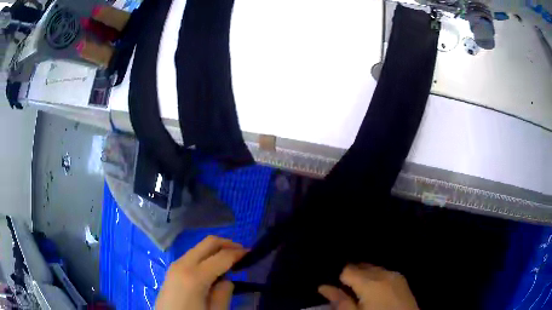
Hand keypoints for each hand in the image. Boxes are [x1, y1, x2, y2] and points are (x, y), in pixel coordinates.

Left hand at [155, 236, 246, 309]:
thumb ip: (224, 293)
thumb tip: (226, 280)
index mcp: (195, 276)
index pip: (221, 256)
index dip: (238, 253)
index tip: (252, 253)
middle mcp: (183, 264)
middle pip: (208, 243)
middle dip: (227, 244)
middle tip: (242, 252)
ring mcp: (175, 266)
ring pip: (199, 248)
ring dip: (215, 250)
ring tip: (229, 261)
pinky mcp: (172, 270)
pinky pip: (191, 256)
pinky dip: (205, 256)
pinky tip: (212, 269)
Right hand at [319, 264, 418, 309]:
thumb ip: (339, 301)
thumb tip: (323, 286)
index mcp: (370, 282)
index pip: (347, 269)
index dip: (338, 277)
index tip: (333, 285)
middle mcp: (384, 273)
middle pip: (361, 266)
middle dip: (351, 274)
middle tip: (344, 289)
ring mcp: (395, 275)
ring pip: (373, 268)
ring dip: (363, 275)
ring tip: (358, 291)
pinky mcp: (402, 280)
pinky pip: (384, 272)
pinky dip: (375, 277)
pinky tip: (374, 289)